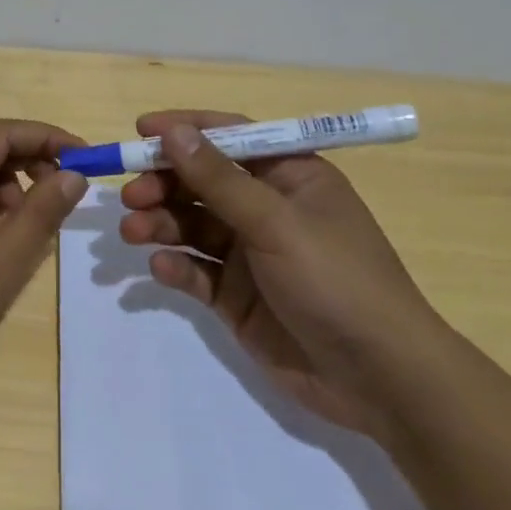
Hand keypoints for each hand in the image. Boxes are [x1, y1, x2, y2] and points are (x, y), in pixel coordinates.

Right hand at [119, 110, 451, 442]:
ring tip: (134, 232)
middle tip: (130, 196)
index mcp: (290, 177)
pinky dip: (175, 267)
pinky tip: (163, 270)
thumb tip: (173, 132)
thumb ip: (218, 179)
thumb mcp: (276, 222)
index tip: (141, 130)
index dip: (186, 131)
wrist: (379, 379)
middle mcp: (267, 209)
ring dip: (160, 224)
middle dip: (163, 184)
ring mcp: (250, 254)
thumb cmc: (336, 280)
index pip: (231, 137)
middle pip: (201, 182)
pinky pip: (196, 270)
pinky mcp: (236, 296)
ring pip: (191, 226)